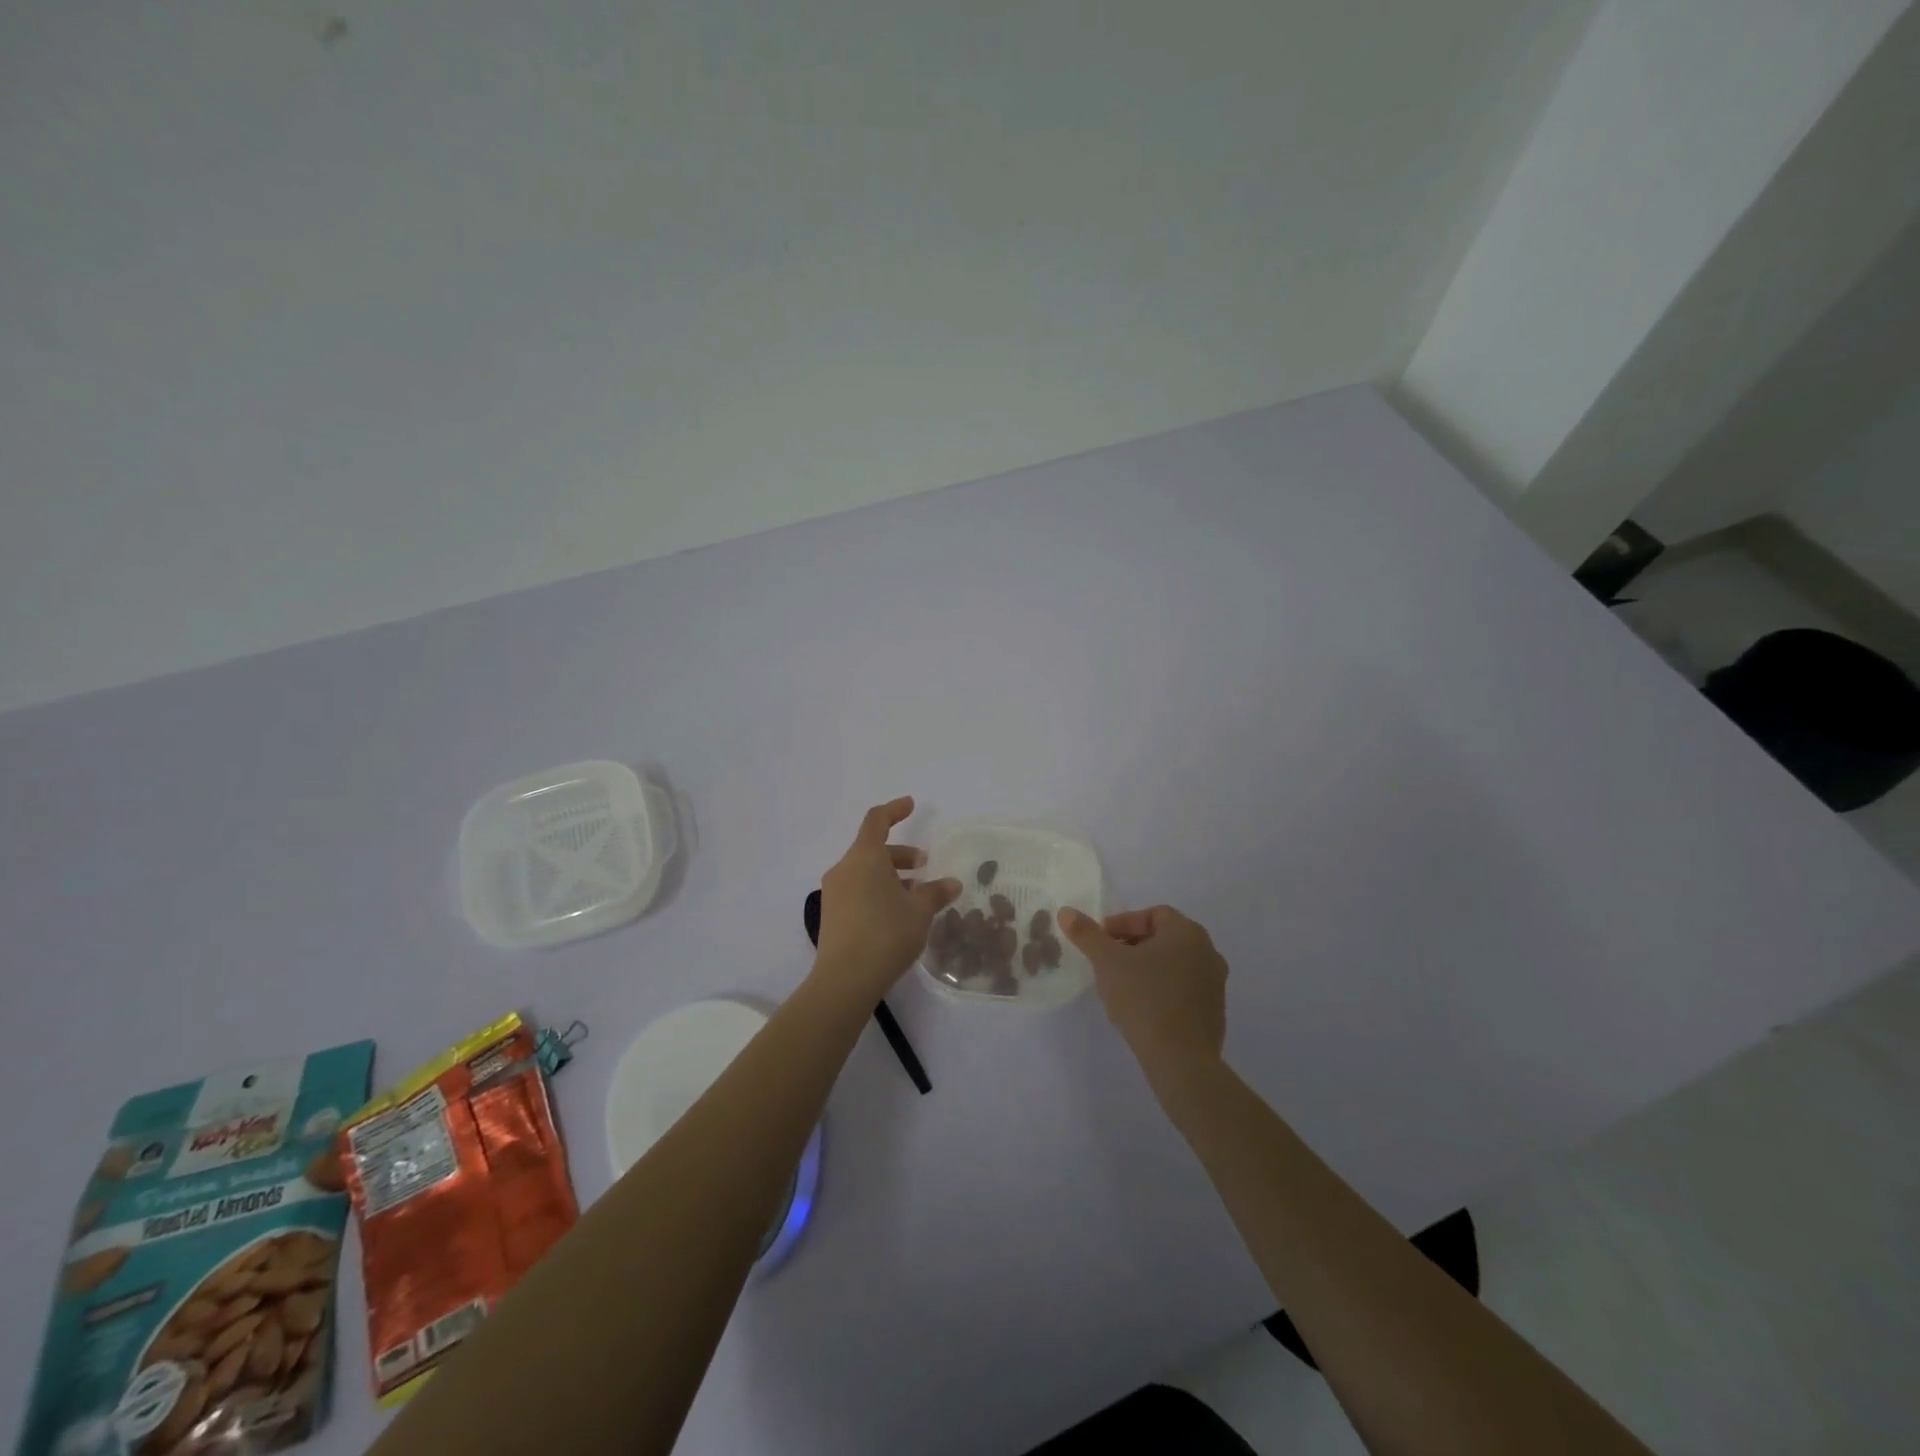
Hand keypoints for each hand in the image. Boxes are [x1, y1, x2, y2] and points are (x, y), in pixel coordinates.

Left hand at [815, 797, 961, 1000]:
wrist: (845, 980)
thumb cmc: (886, 934)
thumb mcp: (919, 912)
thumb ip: (936, 893)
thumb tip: (952, 883)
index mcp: (864, 857)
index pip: (877, 820)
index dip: (895, 810)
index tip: (911, 805)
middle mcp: (844, 868)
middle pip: (872, 849)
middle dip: (900, 854)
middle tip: (924, 866)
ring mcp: (834, 893)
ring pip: (865, 872)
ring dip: (890, 876)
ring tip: (916, 894)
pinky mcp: (832, 916)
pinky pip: (858, 891)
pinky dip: (878, 891)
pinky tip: (897, 913)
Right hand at [1059, 904, 1227, 1088]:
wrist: (1181, 1060)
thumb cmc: (1144, 999)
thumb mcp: (1107, 962)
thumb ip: (1086, 934)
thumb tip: (1066, 912)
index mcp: (1187, 932)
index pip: (1153, 914)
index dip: (1123, 923)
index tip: (1101, 941)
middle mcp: (1208, 952)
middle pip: (1164, 938)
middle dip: (1132, 945)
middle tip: (1107, 961)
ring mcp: (1215, 984)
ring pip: (1173, 965)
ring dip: (1147, 968)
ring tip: (1120, 986)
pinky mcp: (1214, 1012)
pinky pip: (1183, 990)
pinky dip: (1161, 990)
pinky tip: (1141, 1008)